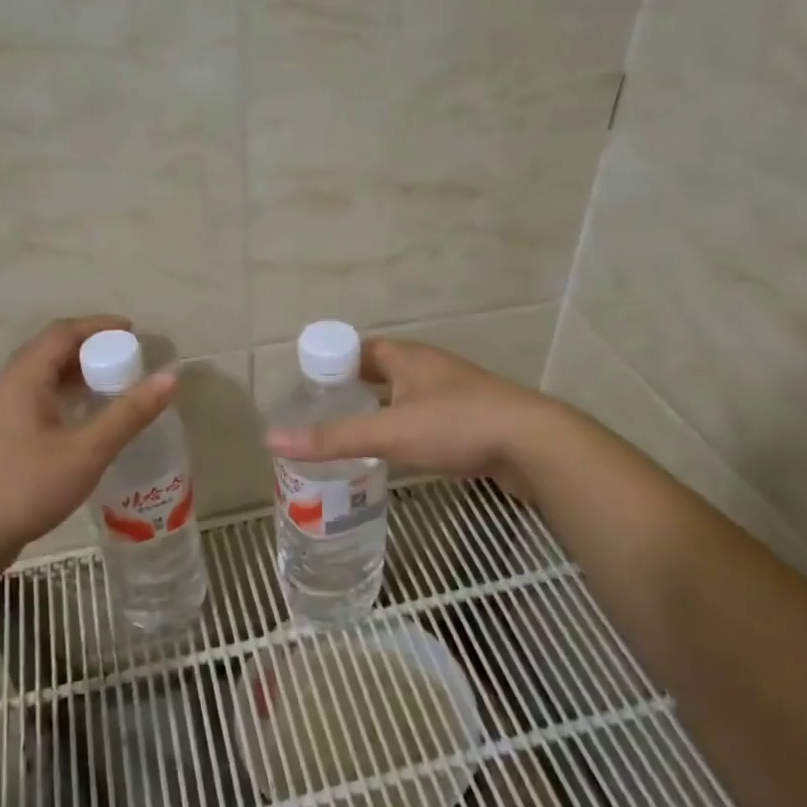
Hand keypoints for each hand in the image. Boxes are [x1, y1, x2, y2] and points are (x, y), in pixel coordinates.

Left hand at [0, 316, 176, 560]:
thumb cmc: (29, 485)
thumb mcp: (88, 450)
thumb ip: (129, 413)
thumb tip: (170, 376)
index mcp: (25, 378)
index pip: (62, 333)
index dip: (98, 326)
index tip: (133, 332)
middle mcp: (10, 386)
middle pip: (51, 349)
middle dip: (91, 347)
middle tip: (127, 358)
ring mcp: (3, 411)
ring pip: (44, 375)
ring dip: (78, 371)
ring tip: (113, 383)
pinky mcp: (4, 434)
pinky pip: (39, 397)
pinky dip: (67, 394)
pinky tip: (87, 417)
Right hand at [265, 339, 561, 501]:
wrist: (534, 445)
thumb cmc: (457, 426)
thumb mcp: (389, 432)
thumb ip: (332, 439)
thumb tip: (272, 439)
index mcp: (408, 357)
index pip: (359, 349)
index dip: (332, 363)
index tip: (308, 388)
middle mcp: (430, 368)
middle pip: (381, 373)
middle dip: (353, 391)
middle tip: (323, 417)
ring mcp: (455, 394)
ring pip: (406, 398)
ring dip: (381, 412)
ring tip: (352, 439)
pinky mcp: (473, 421)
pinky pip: (427, 420)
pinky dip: (406, 431)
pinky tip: (397, 457)